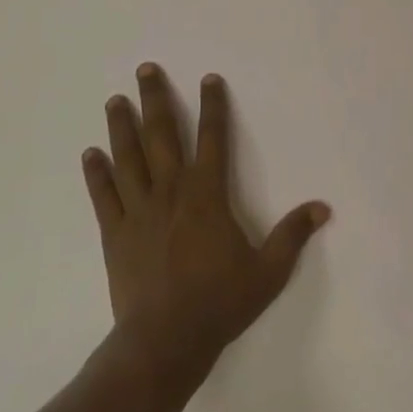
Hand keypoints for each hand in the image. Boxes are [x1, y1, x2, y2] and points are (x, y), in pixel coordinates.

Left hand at [83, 64, 328, 385]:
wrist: (166, 342)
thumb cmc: (220, 302)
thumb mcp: (268, 271)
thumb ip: (293, 235)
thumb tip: (322, 207)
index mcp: (207, 194)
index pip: (213, 138)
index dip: (213, 106)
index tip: (208, 78)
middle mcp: (171, 191)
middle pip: (162, 135)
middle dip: (156, 99)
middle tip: (145, 69)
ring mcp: (139, 211)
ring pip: (128, 158)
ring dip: (122, 126)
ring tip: (115, 99)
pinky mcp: (115, 233)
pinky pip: (104, 196)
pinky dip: (96, 174)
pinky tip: (89, 153)